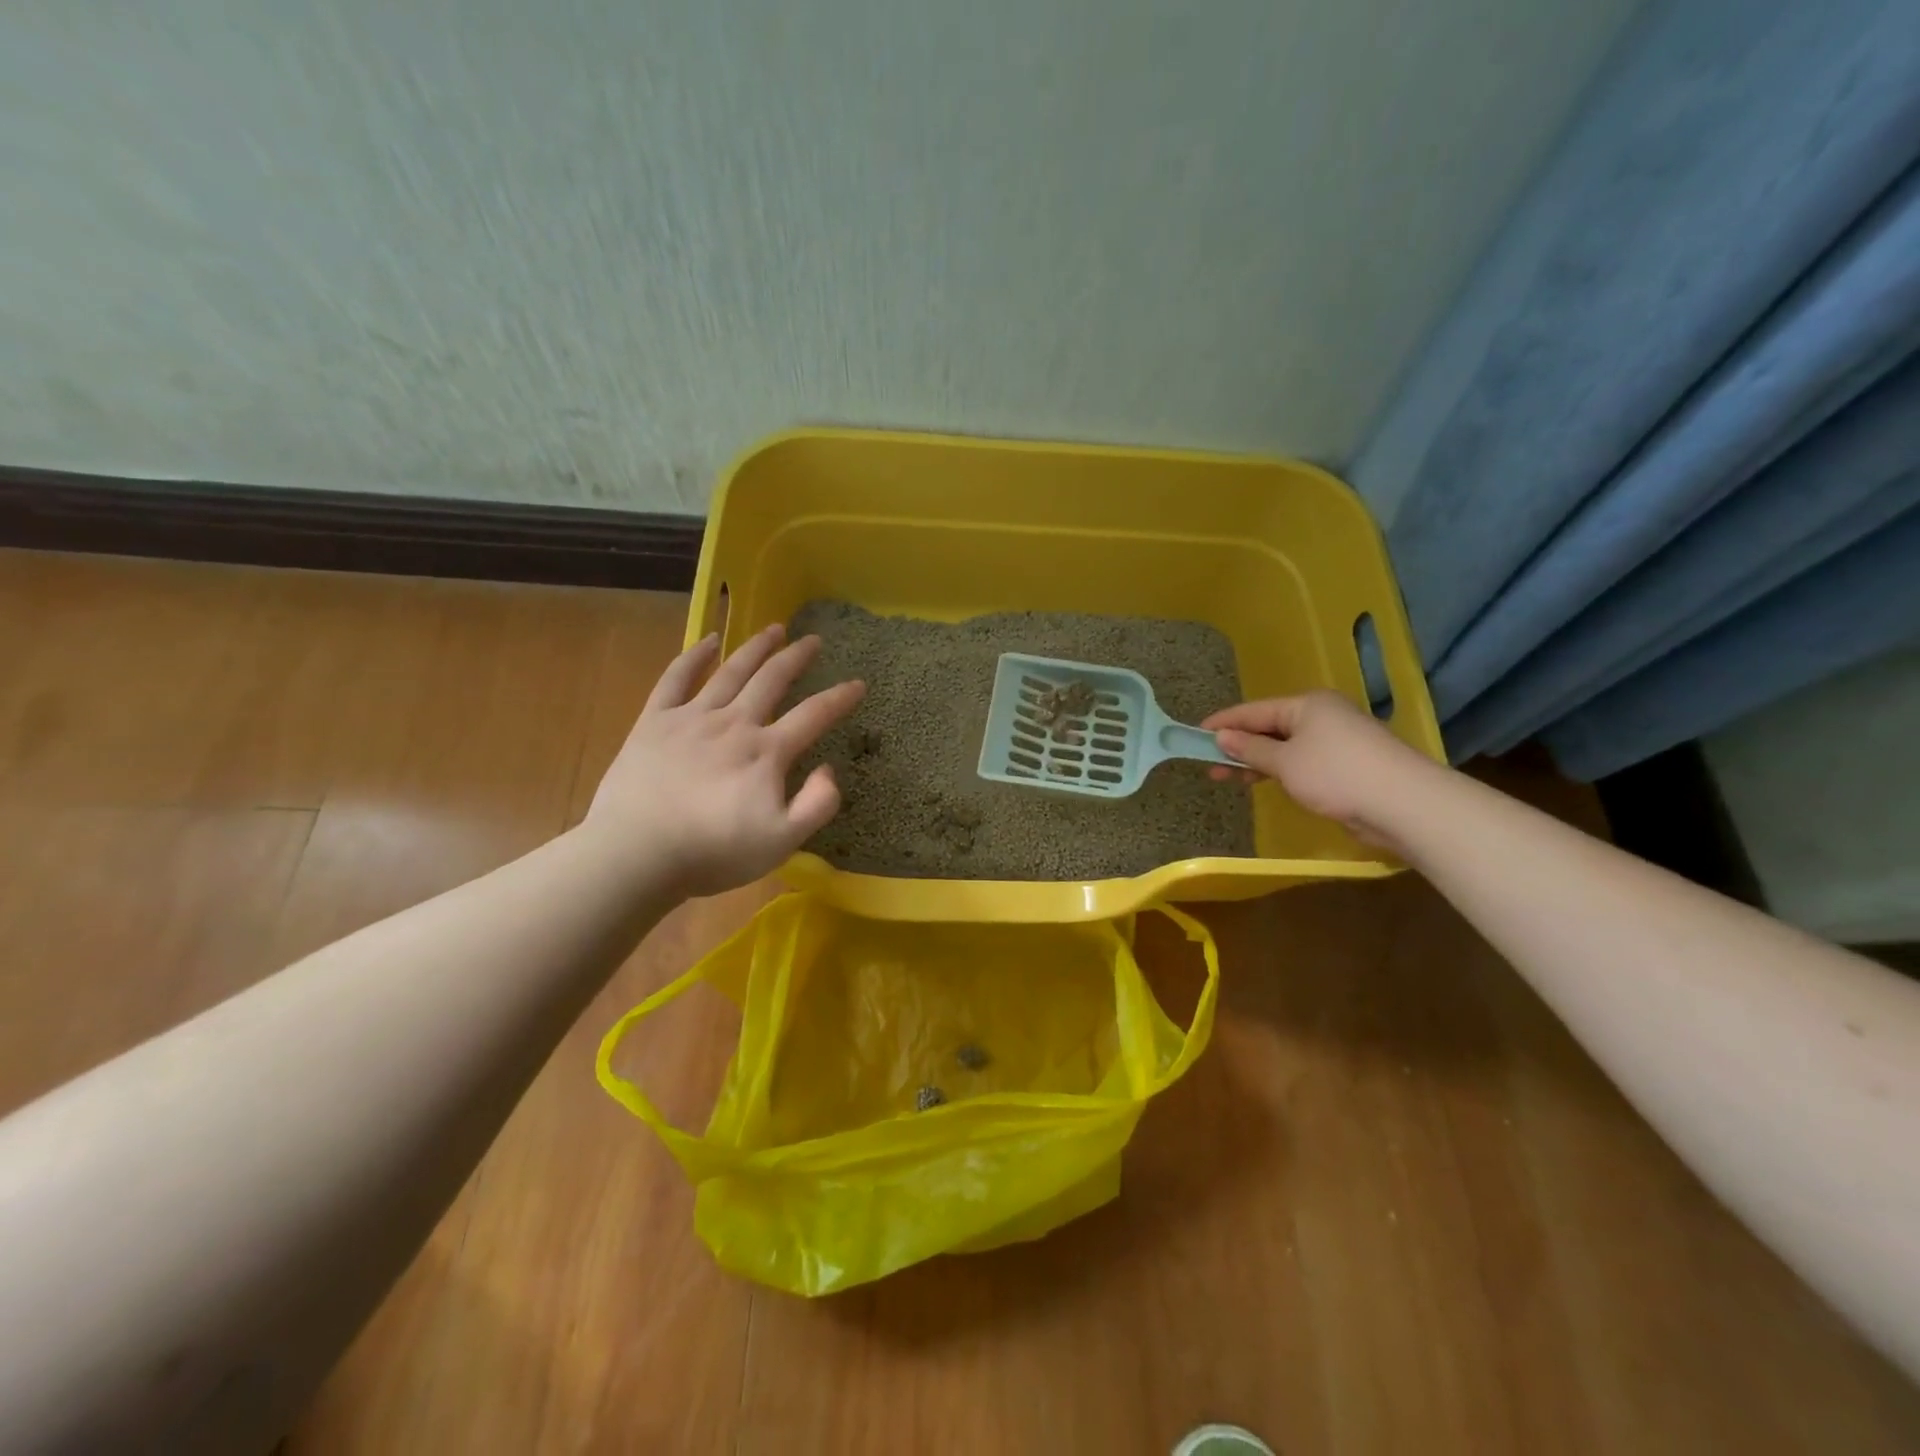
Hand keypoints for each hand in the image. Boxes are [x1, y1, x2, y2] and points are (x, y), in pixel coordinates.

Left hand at [584, 624, 864, 896]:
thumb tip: (829, 769)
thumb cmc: (713, 852)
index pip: (813, 716)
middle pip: (772, 680)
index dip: (840, 698)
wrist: (637, 853)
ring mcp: (692, 718)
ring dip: (755, 647)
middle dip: (797, 658)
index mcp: (767, 752)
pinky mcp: (655, 721)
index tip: (858, 683)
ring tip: (774, 629)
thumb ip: (816, 805)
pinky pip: (676, 678)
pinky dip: (694, 656)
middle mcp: (734, 723)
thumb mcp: (782, 842)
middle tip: (813, 640)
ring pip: (731, 671)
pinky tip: (709, 641)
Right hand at [1201, 690, 1430, 850]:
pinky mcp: (1346, 765)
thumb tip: (1222, 737)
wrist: (1403, 804)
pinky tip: (1264, 782)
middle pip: (1269, 727)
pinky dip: (1279, 770)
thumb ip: (1250, 749)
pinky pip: (1301, 762)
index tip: (1195, 733)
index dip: (1223, 722)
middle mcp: (1322, 716)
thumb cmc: (1336, 774)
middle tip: (1208, 764)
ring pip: (1285, 746)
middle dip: (1238, 745)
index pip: (1253, 710)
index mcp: (1307, 704)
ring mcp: (1337, 740)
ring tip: (1228, 778)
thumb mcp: (1285, 762)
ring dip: (1256, 761)